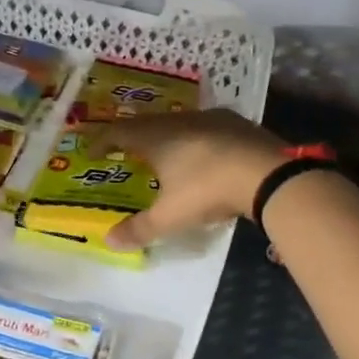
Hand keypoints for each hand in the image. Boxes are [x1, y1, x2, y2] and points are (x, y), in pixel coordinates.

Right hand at [90, 111, 287, 250]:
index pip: (118, 132)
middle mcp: (179, 120)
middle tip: (125, 150)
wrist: (266, 172)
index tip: (92, 152)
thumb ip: (139, 229)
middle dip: (133, 137)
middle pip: (147, 123)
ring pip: (178, 122)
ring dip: (166, 136)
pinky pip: (205, 127)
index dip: (102, 141)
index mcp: (156, 137)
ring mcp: (210, 118)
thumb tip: (108, 241)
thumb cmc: (207, 190)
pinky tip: (203, 153)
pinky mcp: (236, 122)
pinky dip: (195, 139)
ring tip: (163, 152)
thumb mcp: (170, 216)